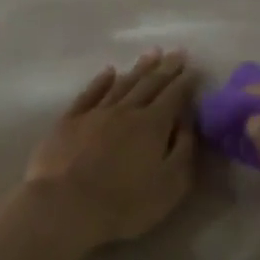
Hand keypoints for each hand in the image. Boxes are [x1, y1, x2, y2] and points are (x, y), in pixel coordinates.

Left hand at [24, 50, 198, 245]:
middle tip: (177, 52)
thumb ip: (184, 150)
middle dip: (166, 68)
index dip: (186, 82)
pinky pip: (89, 93)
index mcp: (153, 125)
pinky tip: (108, 72)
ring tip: (151, 53)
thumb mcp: (170, 185)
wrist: (64, 207)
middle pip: (150, 84)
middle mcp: (126, 111)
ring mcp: (95, 113)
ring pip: (122, 84)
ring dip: (138, 68)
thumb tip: (187, 123)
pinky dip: (101, 81)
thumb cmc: (124, 203)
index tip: (194, 68)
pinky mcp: (69, 122)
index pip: (174, 96)